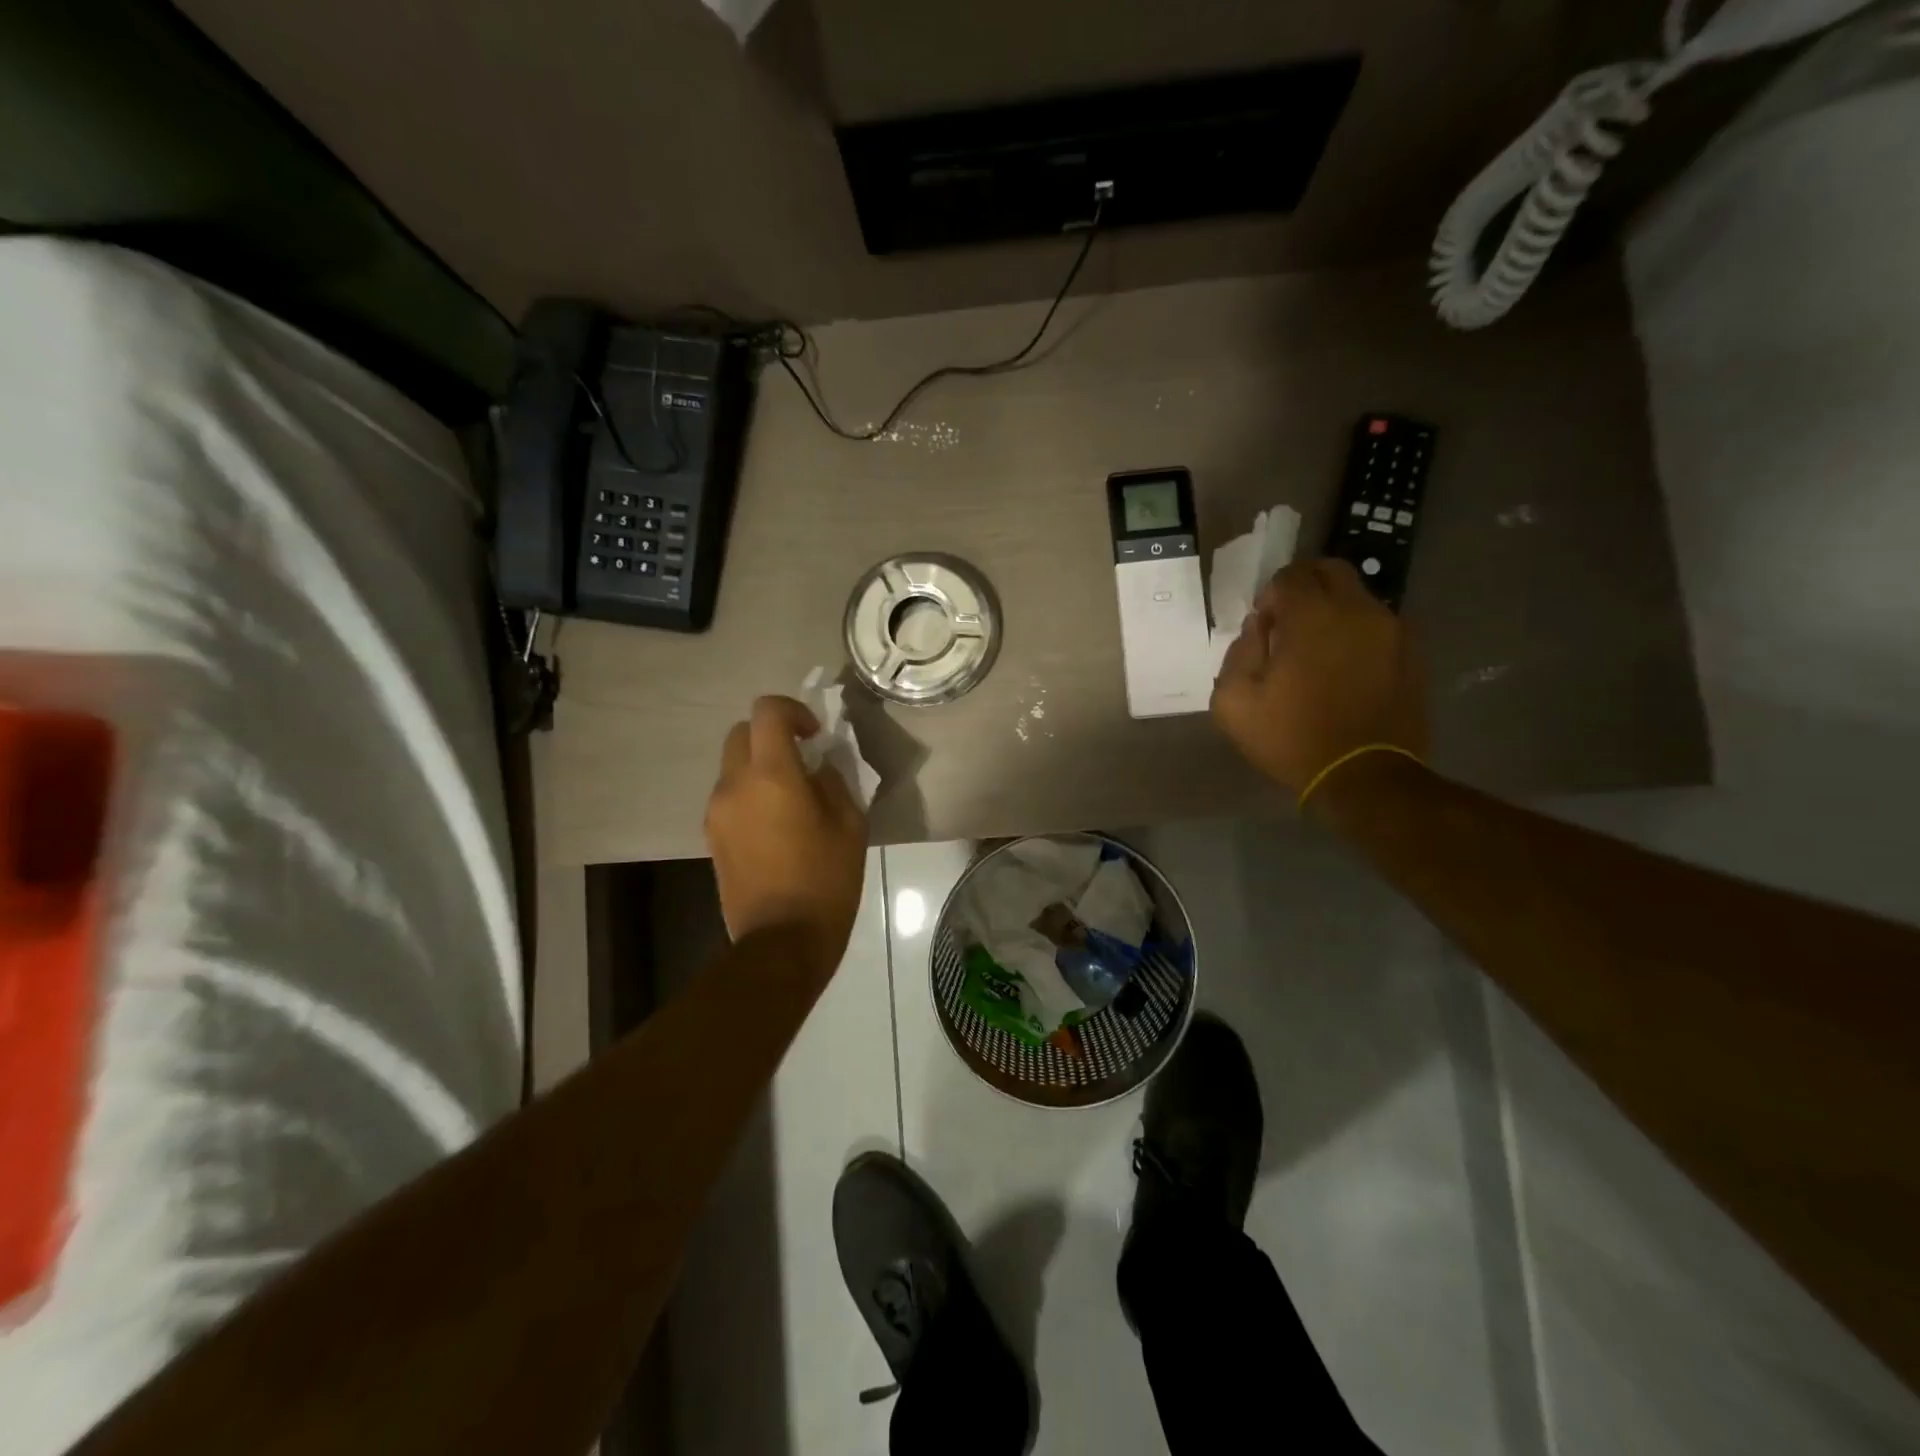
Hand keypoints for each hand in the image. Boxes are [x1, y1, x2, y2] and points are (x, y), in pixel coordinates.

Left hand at [705, 696, 868, 976]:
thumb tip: (818, 768)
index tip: (816, 735)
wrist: (781, 941)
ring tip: (792, 798)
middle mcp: (734, 784)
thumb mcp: (849, 825)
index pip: (767, 712)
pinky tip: (776, 825)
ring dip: (760, 766)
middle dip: (771, 735)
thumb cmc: (825, 880)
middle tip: (803, 760)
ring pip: (733, 765)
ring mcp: (716, 811)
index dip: (793, 710)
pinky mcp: (711, 836)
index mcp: (771, 775)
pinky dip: (750, 793)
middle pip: (741, 732)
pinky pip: (730, 796)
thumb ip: (834, 782)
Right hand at [1210, 559, 1428, 801]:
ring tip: (1317, 652)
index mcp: (1312, 616)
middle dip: (1304, 588)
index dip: (1270, 596)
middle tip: (1289, 625)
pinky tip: (1344, 670)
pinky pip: (1379, 626)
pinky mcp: (1412, 654)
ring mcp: (1392, 630)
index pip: (1290, 575)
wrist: (1364, 777)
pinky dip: (1357, 635)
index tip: (1263, 628)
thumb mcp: (1233, 702)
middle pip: (1330, 571)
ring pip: (1358, 598)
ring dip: (1333, 612)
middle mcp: (1358, 610)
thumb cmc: (1291, 738)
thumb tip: (1258, 629)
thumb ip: (1238, 653)